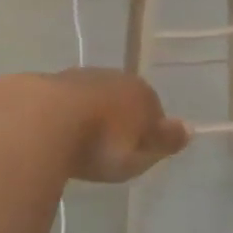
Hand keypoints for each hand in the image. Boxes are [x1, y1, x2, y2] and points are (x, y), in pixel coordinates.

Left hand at [42, 69, 190, 184]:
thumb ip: (165, 141)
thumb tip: (190, 128)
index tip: (138, 153)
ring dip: (90, 116)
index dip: (148, 132)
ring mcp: (78, 77)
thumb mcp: (140, 154)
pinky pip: (63, 103)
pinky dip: (63, 116)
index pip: (154, 110)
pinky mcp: (46, 84)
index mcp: (141, 92)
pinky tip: (55, 135)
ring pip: (93, 98)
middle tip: (109, 150)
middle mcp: (113, 77)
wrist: (41, 120)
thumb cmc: (101, 143)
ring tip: (80, 143)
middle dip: (119, 120)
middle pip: (123, 100)